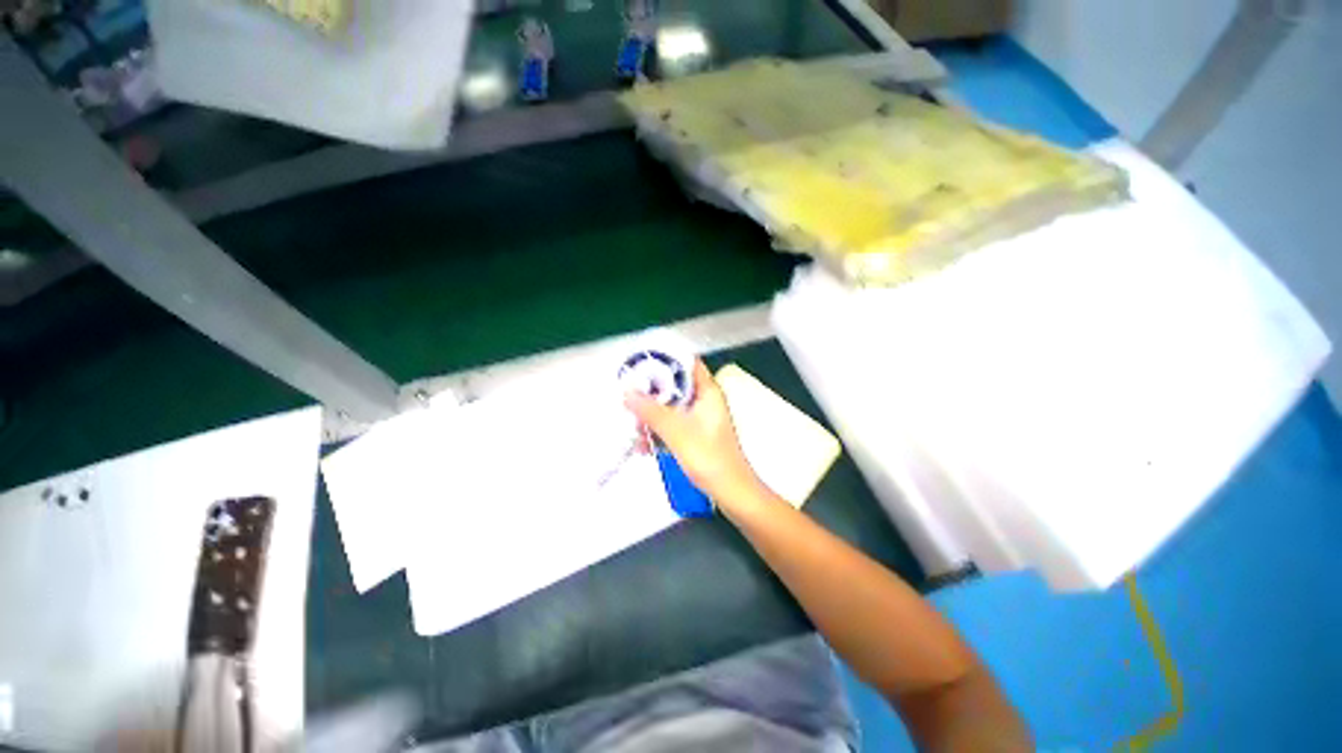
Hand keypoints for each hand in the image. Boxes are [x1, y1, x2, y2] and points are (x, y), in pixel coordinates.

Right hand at [623, 360, 763, 507]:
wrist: (731, 492)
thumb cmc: (708, 457)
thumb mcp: (676, 432)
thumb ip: (651, 411)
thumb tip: (627, 392)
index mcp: (708, 392)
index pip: (687, 363)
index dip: (665, 360)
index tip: (641, 364)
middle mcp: (705, 401)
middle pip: (675, 386)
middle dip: (652, 394)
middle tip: (631, 400)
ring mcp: (700, 419)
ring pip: (671, 407)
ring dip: (652, 416)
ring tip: (635, 430)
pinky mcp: (696, 435)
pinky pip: (673, 425)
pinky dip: (659, 431)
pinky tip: (644, 446)